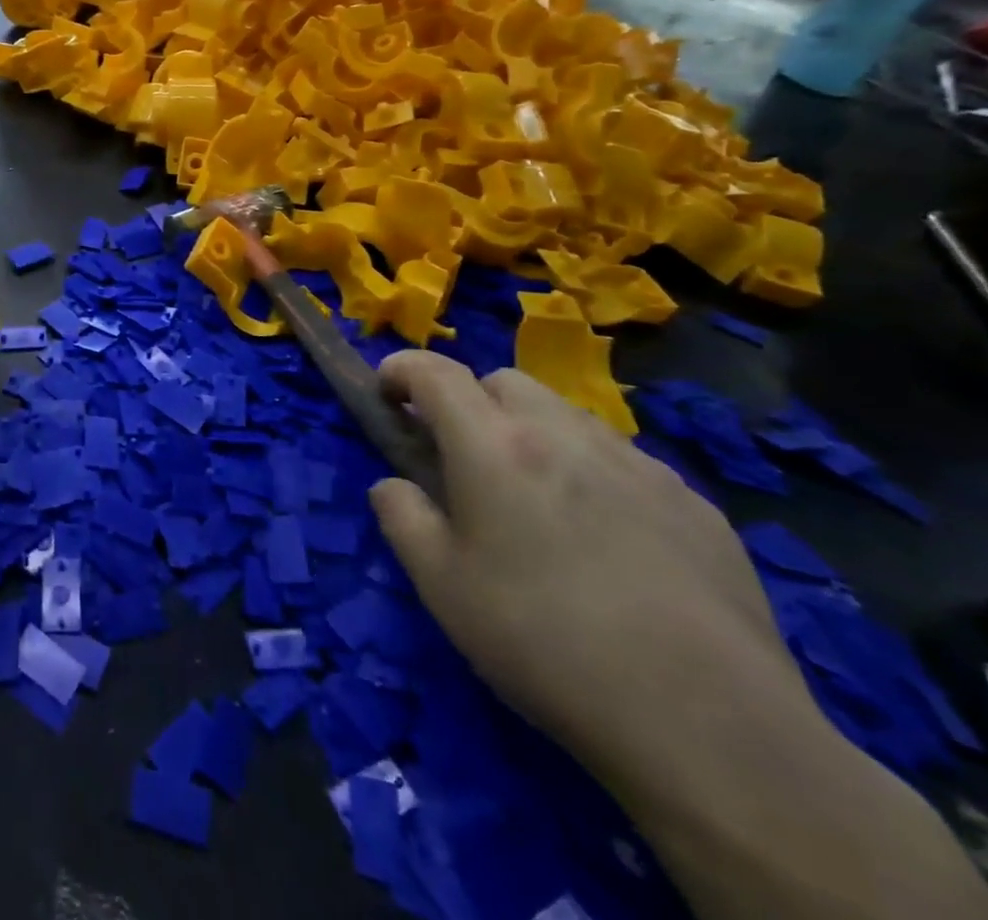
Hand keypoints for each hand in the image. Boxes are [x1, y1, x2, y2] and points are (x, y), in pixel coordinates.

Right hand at [369, 352, 815, 795]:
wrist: (709, 726)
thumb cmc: (543, 643)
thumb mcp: (440, 585)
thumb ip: (401, 517)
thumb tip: (392, 486)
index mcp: (493, 445)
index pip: (435, 372)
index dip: (402, 370)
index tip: (388, 394)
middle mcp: (564, 435)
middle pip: (505, 381)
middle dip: (470, 401)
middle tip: (463, 459)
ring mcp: (637, 465)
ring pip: (566, 415)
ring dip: (532, 433)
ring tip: (534, 500)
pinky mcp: (693, 504)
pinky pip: (623, 461)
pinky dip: (590, 471)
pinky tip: (605, 539)